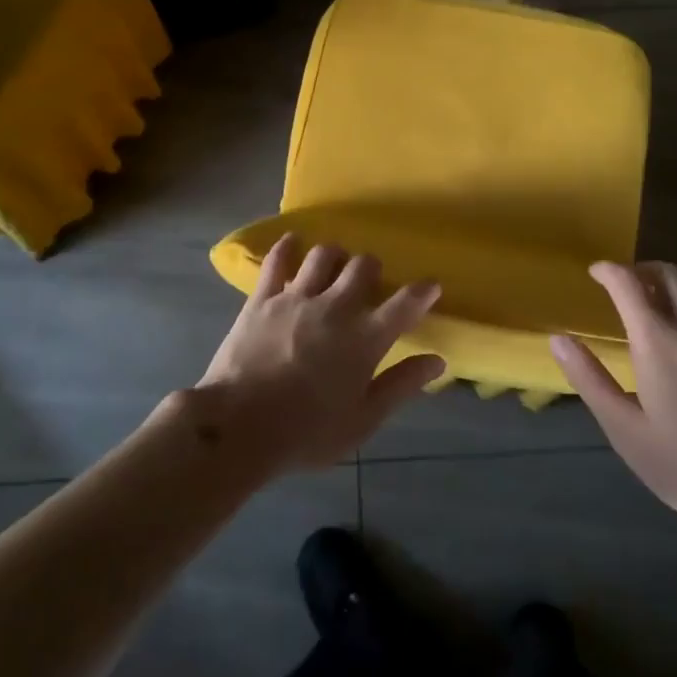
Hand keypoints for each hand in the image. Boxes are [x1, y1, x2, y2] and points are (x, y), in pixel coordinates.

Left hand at [193, 236, 446, 473]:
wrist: (239, 426)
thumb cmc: (307, 433)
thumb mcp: (363, 420)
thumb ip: (401, 385)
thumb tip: (437, 360)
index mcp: (365, 338)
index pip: (405, 304)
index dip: (422, 291)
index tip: (431, 285)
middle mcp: (336, 307)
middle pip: (363, 267)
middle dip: (372, 269)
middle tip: (369, 281)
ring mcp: (297, 297)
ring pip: (324, 255)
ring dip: (335, 256)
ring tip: (334, 265)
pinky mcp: (263, 298)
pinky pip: (277, 260)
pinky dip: (287, 247)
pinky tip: (292, 243)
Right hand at [550, 262, 676, 538]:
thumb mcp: (627, 431)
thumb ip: (590, 380)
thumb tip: (558, 339)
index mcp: (656, 339)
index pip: (627, 282)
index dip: (608, 270)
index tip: (596, 274)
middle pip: (668, 272)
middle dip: (642, 270)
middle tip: (629, 286)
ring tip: (669, 300)